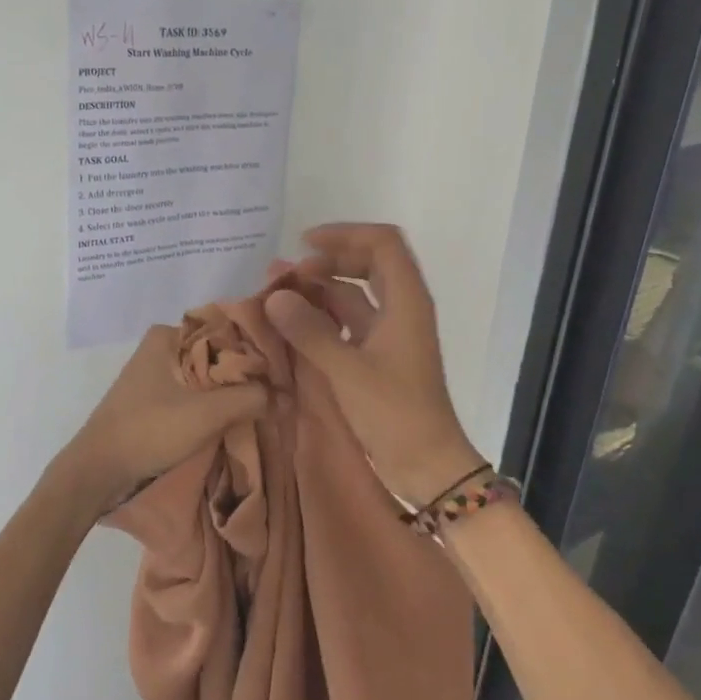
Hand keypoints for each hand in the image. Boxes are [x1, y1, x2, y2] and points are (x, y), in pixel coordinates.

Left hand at [60, 324, 267, 509]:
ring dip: (231, 392)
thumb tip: (285, 396)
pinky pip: (194, 393)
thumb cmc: (149, 431)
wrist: (98, 471)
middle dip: (245, 374)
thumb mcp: (207, 414)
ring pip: (207, 376)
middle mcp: (161, 347)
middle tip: (280, 393)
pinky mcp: (154, 399)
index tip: (284, 372)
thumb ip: (250, 398)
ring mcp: (156, 374)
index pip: (226, 331)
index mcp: (168, 335)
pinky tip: (237, 418)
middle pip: (217, 354)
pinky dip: (214, 404)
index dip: (257, 351)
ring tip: (265, 406)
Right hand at [263, 223, 483, 502]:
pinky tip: (292, 325)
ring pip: (354, 295)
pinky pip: (348, 324)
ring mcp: (390, 334)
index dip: (345, 234)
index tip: (304, 244)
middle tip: (286, 273)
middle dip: (326, 261)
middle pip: (368, 263)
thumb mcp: (347, 370)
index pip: (382, 243)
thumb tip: (274, 296)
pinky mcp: (378, 358)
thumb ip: (310, 331)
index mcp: (406, 301)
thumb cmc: (394, 413)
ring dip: (320, 290)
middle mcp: (401, 309)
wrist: (426, 464)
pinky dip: (322, 318)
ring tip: (277, 294)